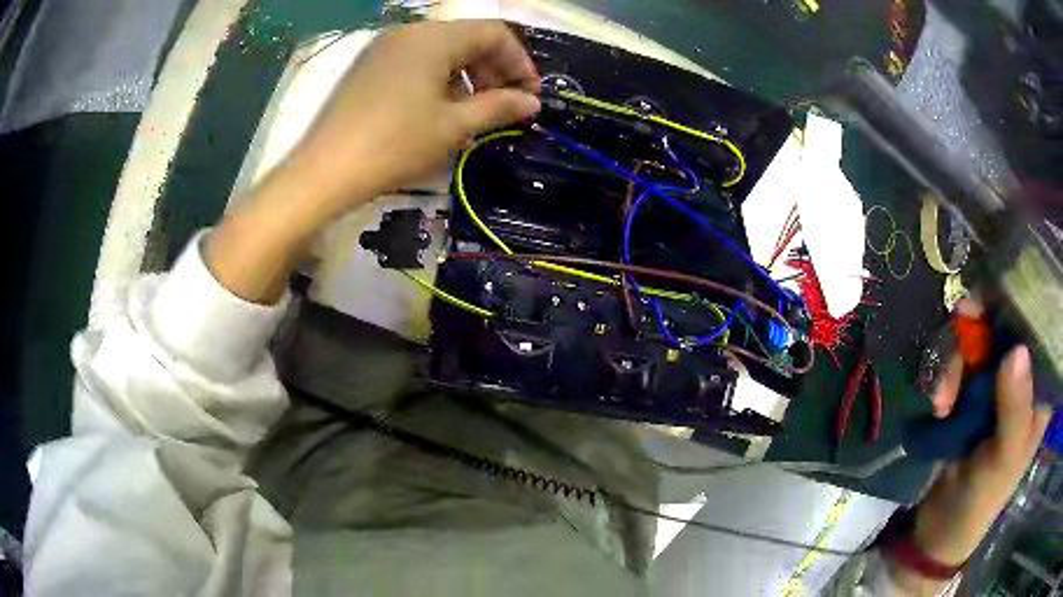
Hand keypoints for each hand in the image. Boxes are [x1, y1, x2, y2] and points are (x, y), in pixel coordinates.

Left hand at [293, 19, 541, 213]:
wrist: (325, 171)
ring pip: (442, 50)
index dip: (519, 61)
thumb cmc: (394, 145)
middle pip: (467, 37)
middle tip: (505, 105)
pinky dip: (439, 78)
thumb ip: (498, 107)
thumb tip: (532, 102)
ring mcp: (385, 47)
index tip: (530, 95)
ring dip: (468, 75)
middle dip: (494, 68)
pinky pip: (417, 60)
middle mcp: (410, 31)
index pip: (494, 32)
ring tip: (474, 111)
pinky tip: (440, 109)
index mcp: (434, 38)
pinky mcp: (370, 65)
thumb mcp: (453, 126)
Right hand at [892, 302, 1050, 591]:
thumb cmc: (982, 501)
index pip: (1041, 329)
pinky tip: (937, 403)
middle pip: (1008, 325)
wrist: (938, 530)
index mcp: (1040, 392)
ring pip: (981, 339)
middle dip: (985, 323)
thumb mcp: (1003, 462)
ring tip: (941, 398)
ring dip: (958, 358)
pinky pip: (959, 362)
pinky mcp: (970, 391)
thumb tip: (1017, 351)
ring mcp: (996, 382)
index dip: (1025, 303)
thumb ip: (1014, 411)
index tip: (1001, 294)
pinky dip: (946, 375)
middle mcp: (1022, 377)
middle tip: (962, 319)